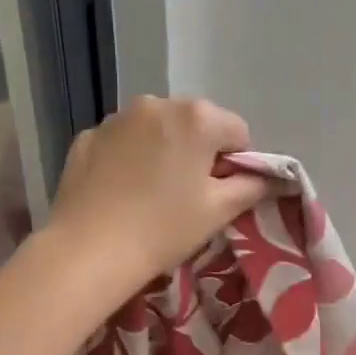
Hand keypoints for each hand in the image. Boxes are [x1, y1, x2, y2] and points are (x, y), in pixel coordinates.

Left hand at [48, 96, 270, 293]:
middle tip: (187, 194)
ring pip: (156, 130)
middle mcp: (157, 104)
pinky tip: (121, 192)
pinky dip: (128, 158)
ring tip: (151, 193)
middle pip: (194, 124)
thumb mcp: (218, 211)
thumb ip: (251, 187)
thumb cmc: (164, 229)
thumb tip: (267, 177)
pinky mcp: (88, 136)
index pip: (237, 132)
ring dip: (162, 150)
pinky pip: (122, 142)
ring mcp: (117, 118)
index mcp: (197, 117)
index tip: (221, 192)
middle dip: (198, 151)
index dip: (236, 163)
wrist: (89, 250)